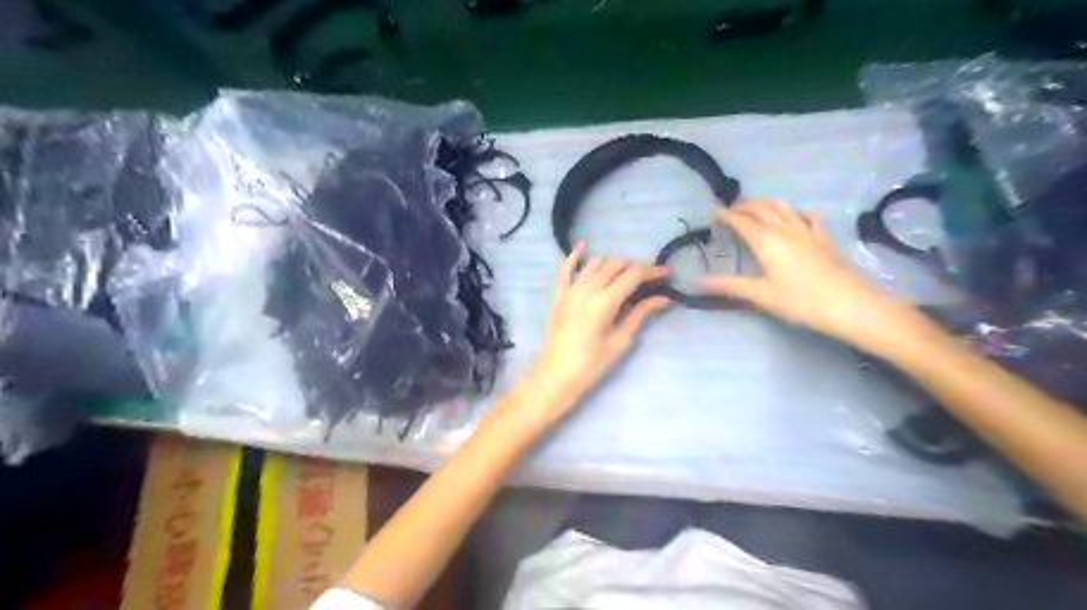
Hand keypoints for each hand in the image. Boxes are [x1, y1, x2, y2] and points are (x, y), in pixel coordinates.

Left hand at [528, 244, 671, 413]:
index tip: (666, 274)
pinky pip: (565, 268)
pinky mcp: (558, 294)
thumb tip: (663, 299)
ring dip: (612, 264)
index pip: (633, 275)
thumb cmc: (592, 364)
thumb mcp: (620, 341)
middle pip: (616, 265)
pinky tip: (583, 246)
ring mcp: (570, 290)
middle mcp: (587, 289)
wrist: (557, 375)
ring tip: (624, 275)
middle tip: (648, 280)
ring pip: (595, 263)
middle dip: (635, 268)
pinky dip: (574, 255)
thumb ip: (640, 314)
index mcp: (605, 302)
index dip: (652, 271)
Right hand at [695, 201, 910, 349]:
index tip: (713, 213)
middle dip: (743, 206)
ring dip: (766, 204)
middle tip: (731, 213)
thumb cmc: (800, 301)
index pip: (740, 220)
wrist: (849, 305)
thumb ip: (728, 286)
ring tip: (756, 211)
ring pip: (783, 207)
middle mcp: (784, 228)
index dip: (725, 214)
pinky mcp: (824, 238)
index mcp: (765, 240)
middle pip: (761, 207)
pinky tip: (794, 217)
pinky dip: (795, 212)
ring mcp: (807, 231)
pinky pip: (808, 216)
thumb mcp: (760, 295)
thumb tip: (696, 283)